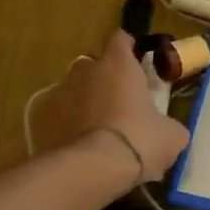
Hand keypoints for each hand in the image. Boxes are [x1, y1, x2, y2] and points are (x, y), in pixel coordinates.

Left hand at [31, 30, 188, 184]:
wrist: (90, 170)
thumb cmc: (139, 142)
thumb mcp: (172, 135)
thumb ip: (168, 123)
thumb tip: (167, 130)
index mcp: (118, 64)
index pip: (121, 39)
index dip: (129, 49)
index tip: (137, 63)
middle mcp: (84, 69)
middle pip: (94, 64)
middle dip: (105, 78)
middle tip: (120, 103)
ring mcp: (57, 92)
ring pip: (72, 89)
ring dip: (83, 101)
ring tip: (96, 129)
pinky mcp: (38, 117)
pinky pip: (54, 114)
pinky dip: (63, 123)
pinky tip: (76, 144)